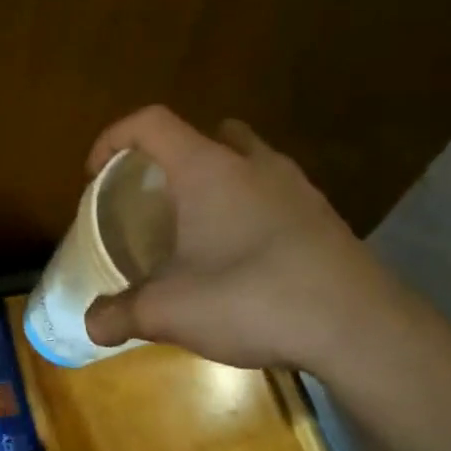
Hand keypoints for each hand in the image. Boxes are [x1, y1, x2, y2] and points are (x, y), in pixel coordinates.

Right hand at [83, 106, 423, 376]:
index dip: (114, 138)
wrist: (358, 327)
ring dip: (218, 180)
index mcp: (207, 169)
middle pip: (206, 133)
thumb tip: (91, 324)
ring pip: (248, 160)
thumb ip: (119, 314)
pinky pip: (275, 194)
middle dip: (174, 157)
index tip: (96, 174)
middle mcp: (253, 164)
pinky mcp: (324, 217)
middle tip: (156, 197)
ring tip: (199, 229)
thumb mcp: (169, 311)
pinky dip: (251, 209)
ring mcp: (297, 188)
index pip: (151, 122)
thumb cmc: (251, 299)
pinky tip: (243, 258)